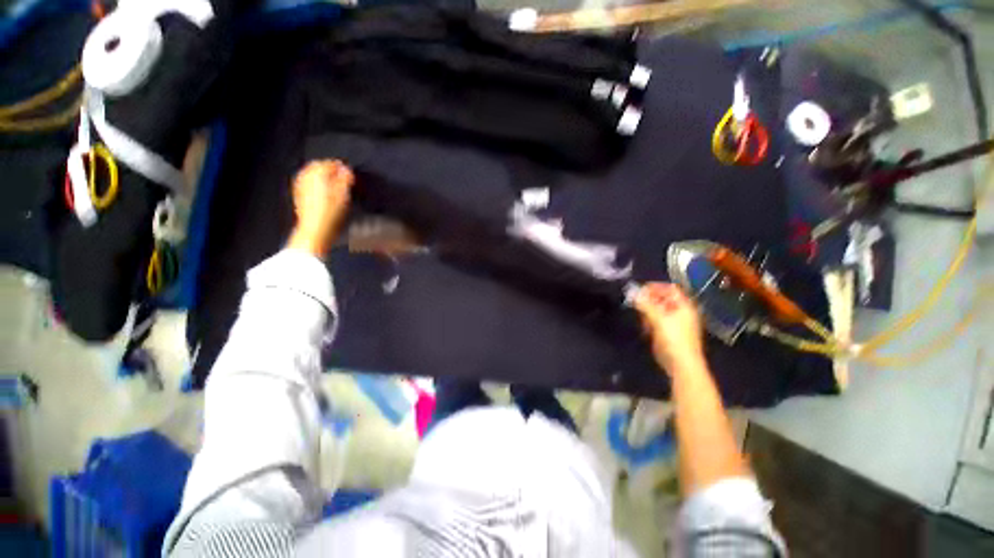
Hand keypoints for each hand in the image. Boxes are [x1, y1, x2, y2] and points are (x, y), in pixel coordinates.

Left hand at [288, 160, 354, 257]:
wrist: (315, 229)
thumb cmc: (328, 214)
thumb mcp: (343, 194)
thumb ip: (345, 179)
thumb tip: (346, 170)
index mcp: (316, 173)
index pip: (331, 163)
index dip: (342, 168)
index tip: (349, 174)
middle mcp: (306, 176)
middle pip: (319, 166)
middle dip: (331, 171)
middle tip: (343, 179)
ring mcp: (300, 185)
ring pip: (312, 174)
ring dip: (323, 177)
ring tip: (335, 186)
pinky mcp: (299, 195)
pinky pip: (308, 184)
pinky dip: (317, 185)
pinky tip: (325, 194)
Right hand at [634, 282, 705, 374]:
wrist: (682, 365)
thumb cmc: (673, 339)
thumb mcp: (658, 318)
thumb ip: (644, 304)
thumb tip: (631, 291)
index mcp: (684, 306)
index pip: (670, 288)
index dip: (655, 287)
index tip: (639, 289)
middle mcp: (681, 312)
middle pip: (663, 299)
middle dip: (648, 300)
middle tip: (636, 303)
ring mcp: (675, 323)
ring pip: (658, 310)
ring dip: (647, 311)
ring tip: (641, 318)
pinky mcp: (668, 333)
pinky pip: (656, 321)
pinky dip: (649, 322)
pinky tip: (645, 329)